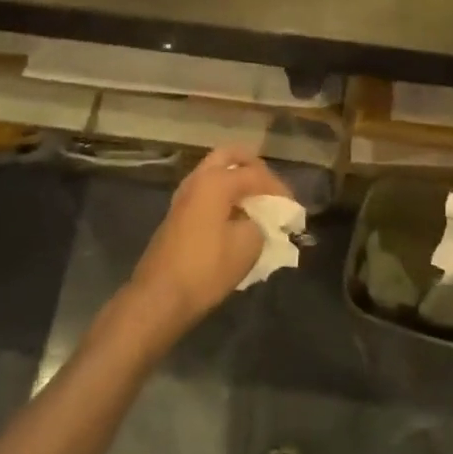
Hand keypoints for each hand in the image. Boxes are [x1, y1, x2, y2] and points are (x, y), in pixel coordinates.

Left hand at [126, 147, 290, 345]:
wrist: (159, 297)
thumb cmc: (207, 268)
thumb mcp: (248, 245)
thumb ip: (262, 223)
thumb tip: (262, 219)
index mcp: (216, 181)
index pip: (256, 174)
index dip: (279, 189)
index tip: (293, 210)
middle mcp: (198, 179)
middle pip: (230, 156)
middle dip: (254, 168)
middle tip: (271, 189)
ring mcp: (184, 195)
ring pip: (215, 172)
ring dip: (237, 180)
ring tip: (257, 204)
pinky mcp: (178, 214)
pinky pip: (206, 191)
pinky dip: (224, 195)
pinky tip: (237, 217)